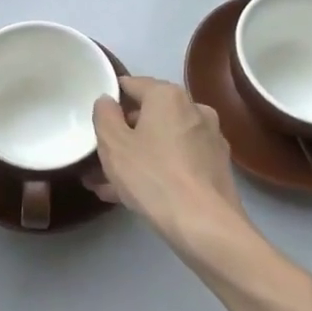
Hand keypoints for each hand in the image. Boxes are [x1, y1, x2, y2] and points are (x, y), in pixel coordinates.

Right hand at [90, 76, 253, 257]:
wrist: (205, 226)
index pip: (132, 84)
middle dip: (123, 133)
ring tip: (107, 182)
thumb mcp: (113, 144)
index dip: (110, 99)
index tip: (94, 118)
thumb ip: (104, 115)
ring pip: (162, 141)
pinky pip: (177, 161)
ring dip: (137, 156)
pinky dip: (156, 170)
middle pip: (150, 114)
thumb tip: (107, 101)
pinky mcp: (216, 168)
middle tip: (98, 155)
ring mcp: (209, 139)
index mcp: (169, 96)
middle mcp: (194, 109)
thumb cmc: (153, 176)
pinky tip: (132, 195)